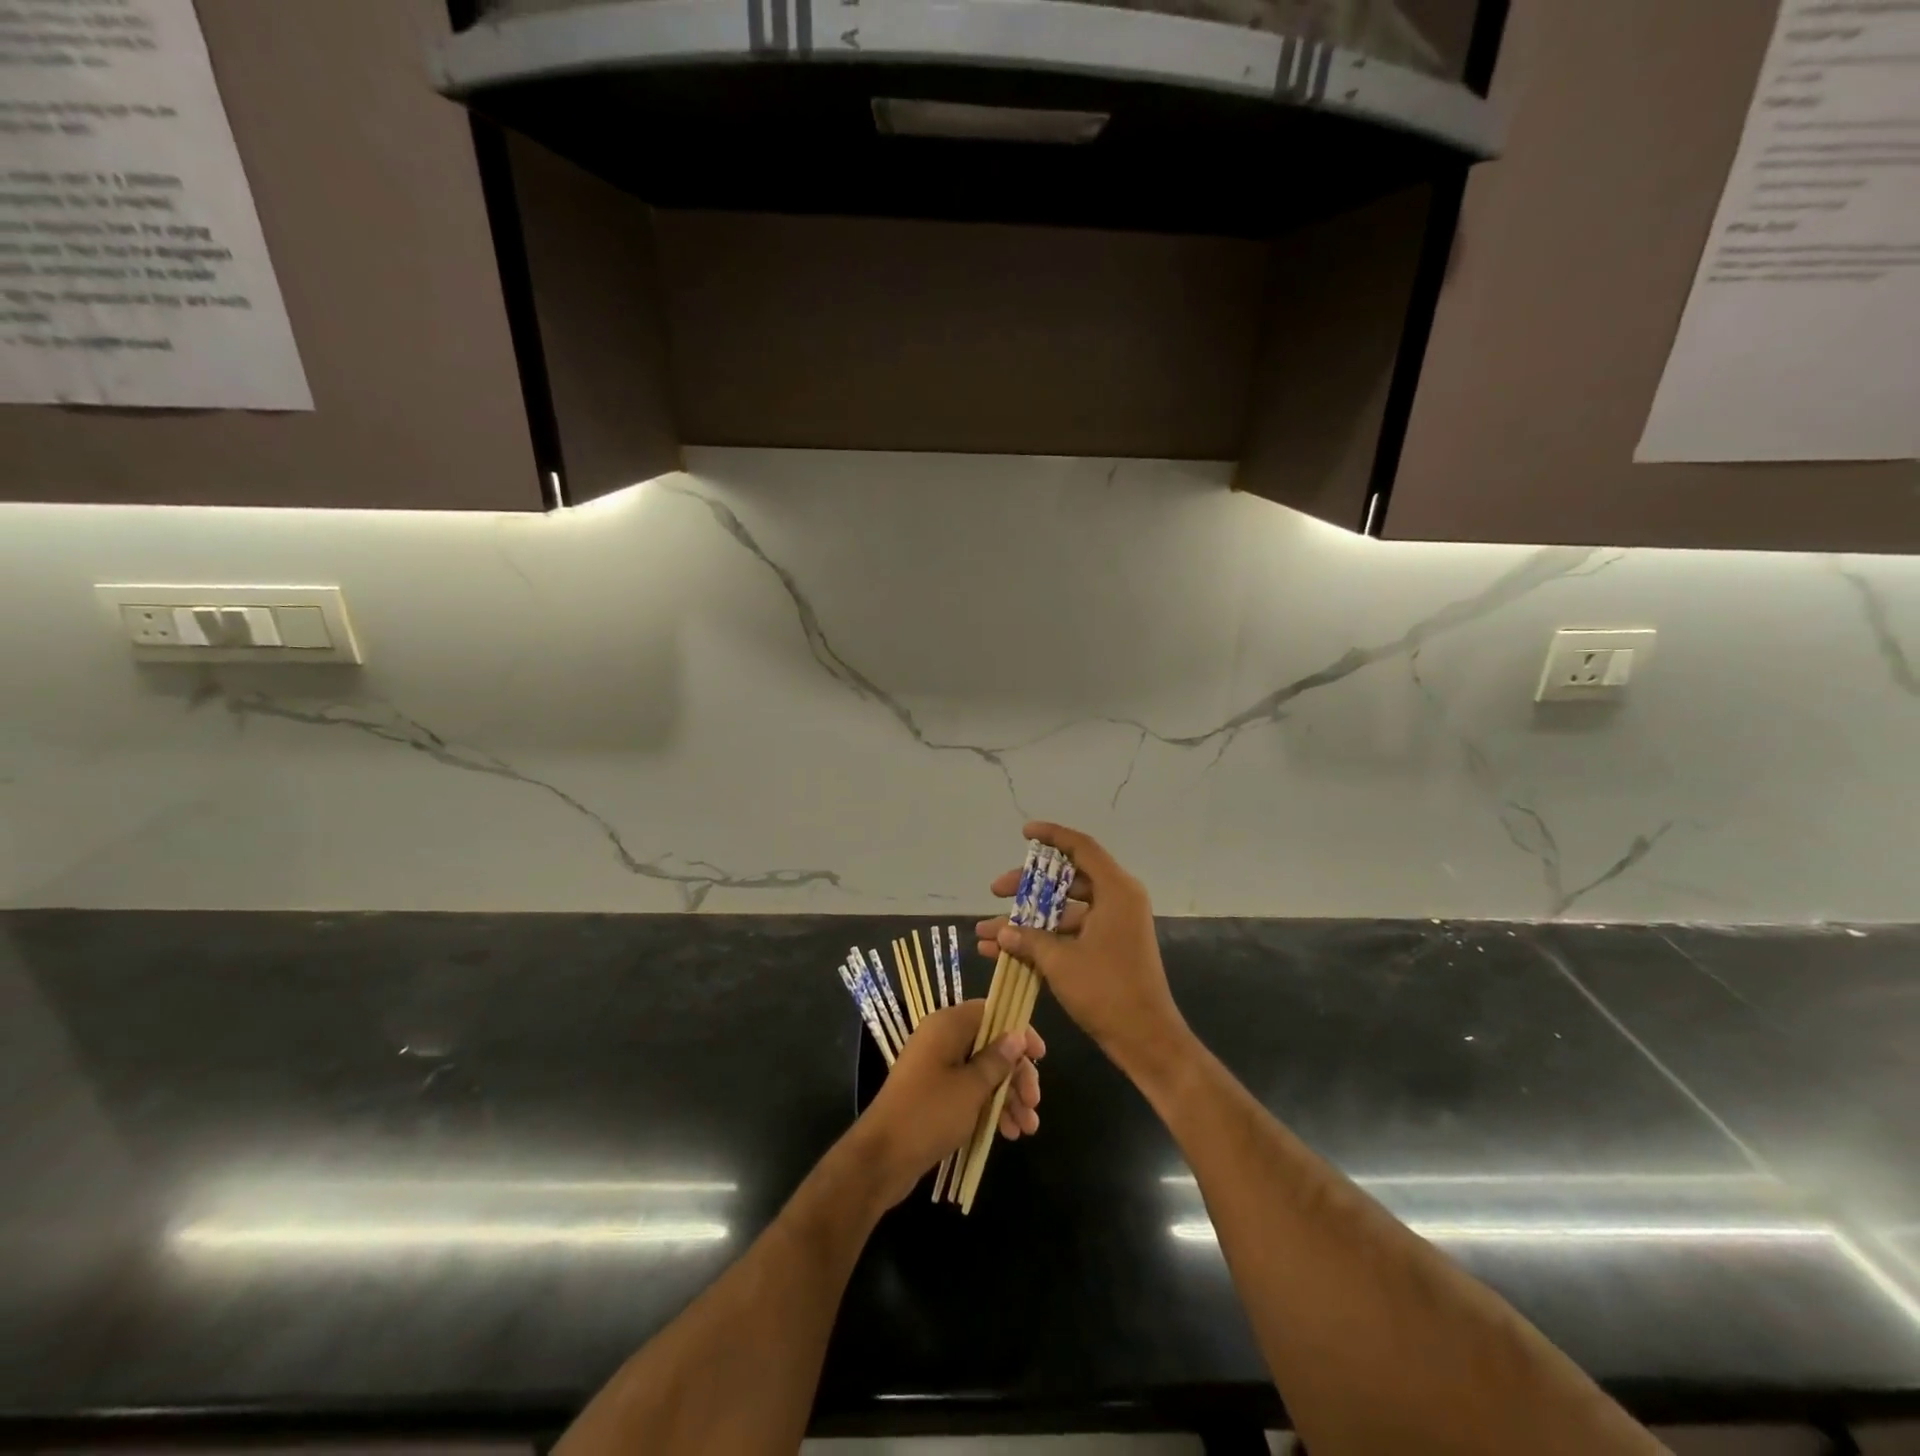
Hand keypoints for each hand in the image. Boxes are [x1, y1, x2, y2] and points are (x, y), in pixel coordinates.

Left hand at [849, 1000, 1044, 1207]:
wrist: (882, 1158)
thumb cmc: (929, 1113)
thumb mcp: (971, 1087)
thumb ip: (997, 1060)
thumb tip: (1017, 1034)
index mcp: (947, 1026)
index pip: (991, 1012)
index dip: (1018, 1031)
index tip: (1040, 1056)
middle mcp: (942, 1040)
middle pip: (991, 1045)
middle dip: (1016, 1074)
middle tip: (1034, 1103)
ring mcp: (937, 1068)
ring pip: (983, 1072)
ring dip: (1008, 1096)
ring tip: (1027, 1128)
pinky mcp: (935, 1095)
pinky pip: (970, 1092)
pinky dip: (990, 1107)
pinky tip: (1008, 1133)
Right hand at [976, 821, 1187, 1077]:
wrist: (1146, 1039)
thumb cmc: (1106, 990)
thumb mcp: (1060, 961)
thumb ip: (1028, 939)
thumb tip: (1001, 930)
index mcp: (1116, 891)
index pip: (1081, 848)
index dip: (1052, 836)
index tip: (1024, 832)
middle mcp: (1118, 901)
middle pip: (1067, 880)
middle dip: (1027, 887)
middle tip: (996, 891)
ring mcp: (1113, 926)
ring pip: (1064, 910)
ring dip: (1028, 921)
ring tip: (988, 933)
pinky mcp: (1108, 948)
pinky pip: (1070, 932)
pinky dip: (1042, 939)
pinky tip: (1005, 953)